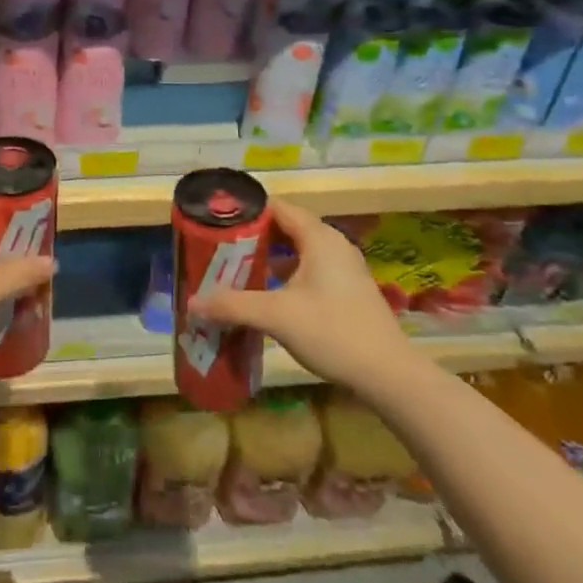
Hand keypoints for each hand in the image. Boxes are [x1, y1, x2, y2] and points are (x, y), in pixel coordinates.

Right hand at [188, 198, 405, 395]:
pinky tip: (269, 297)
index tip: (218, 223)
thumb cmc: (332, 332)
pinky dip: (288, 275)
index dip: (246, 212)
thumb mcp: (276, 316)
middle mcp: (333, 244)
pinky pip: (311, 269)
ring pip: (299, 251)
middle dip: (253, 238)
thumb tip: (193, 303)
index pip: (276, 207)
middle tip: (222, 251)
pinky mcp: (349, 290)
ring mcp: (345, 268)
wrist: (389, 375)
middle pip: (286, 228)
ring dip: (270, 259)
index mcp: (318, 237)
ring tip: (238, 272)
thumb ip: (233, 305)